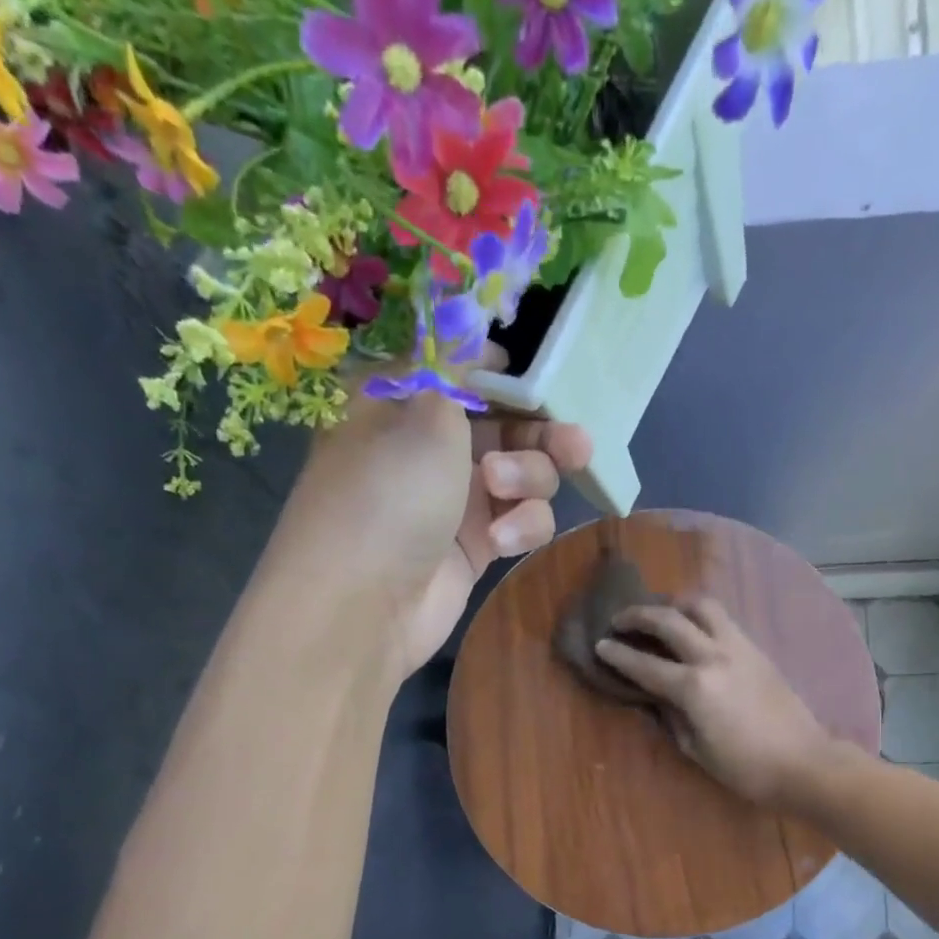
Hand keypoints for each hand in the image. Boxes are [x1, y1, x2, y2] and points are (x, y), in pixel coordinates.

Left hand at [270, 390, 591, 677]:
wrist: (364, 606)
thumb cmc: (387, 493)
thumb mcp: (424, 413)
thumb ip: (461, 372)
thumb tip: (471, 333)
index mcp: (401, 402)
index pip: (463, 371)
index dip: (505, 373)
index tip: (539, 380)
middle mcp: (429, 447)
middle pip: (505, 424)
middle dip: (541, 432)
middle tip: (574, 445)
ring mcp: (454, 499)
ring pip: (522, 474)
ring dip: (529, 478)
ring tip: (505, 492)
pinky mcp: (476, 546)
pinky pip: (520, 520)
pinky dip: (521, 526)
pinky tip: (500, 542)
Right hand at [596, 598, 836, 807]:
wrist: (804, 762)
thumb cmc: (745, 767)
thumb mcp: (696, 749)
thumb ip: (671, 716)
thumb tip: (656, 696)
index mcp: (694, 687)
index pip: (645, 665)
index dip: (618, 654)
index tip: (600, 644)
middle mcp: (713, 657)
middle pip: (669, 620)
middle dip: (638, 615)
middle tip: (620, 619)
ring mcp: (738, 647)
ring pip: (702, 606)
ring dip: (675, 604)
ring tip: (662, 613)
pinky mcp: (756, 648)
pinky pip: (723, 619)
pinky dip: (701, 616)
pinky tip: (694, 627)